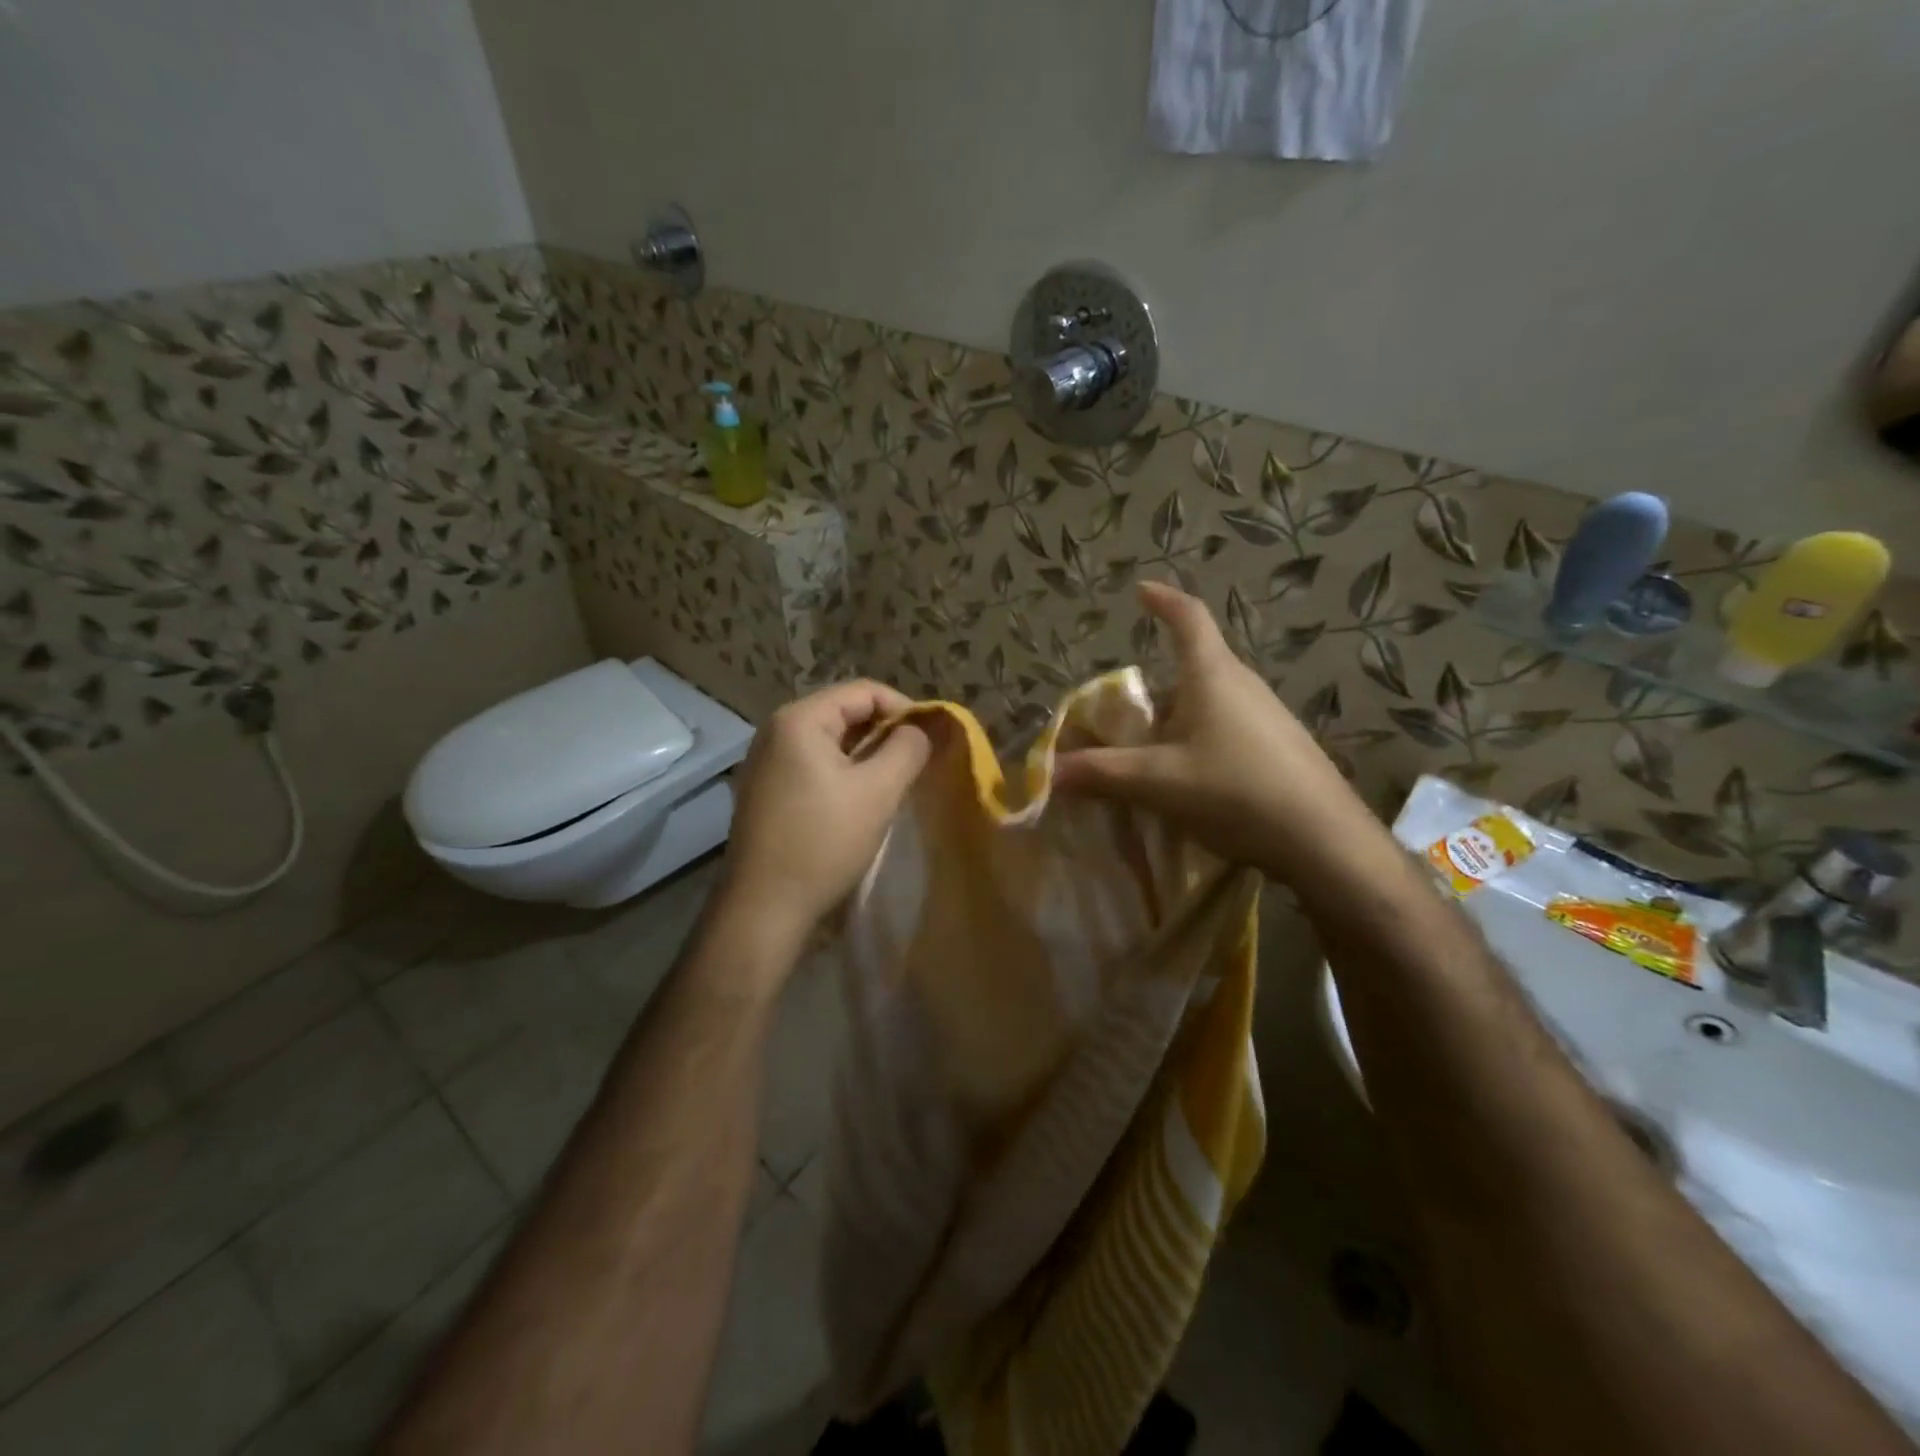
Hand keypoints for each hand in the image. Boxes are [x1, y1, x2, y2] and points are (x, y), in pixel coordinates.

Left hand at [718, 679, 930, 944]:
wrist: (763, 908)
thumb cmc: (823, 842)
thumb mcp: (878, 791)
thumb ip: (907, 749)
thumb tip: (919, 730)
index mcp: (799, 720)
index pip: (864, 691)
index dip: (904, 708)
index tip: (931, 739)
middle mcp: (775, 731)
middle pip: (844, 712)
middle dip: (886, 732)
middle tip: (917, 762)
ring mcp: (766, 762)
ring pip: (830, 742)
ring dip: (867, 755)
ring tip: (895, 781)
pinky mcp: (766, 791)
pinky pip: (814, 765)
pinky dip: (844, 773)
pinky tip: (861, 800)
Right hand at [1053, 581, 1369, 880]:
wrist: (1324, 840)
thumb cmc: (1235, 791)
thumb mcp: (1158, 782)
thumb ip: (1102, 774)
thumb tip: (1050, 772)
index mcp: (1213, 676)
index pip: (1188, 618)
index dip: (1163, 600)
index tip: (1141, 590)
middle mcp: (1243, 685)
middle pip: (1193, 668)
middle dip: (1156, 687)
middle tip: (1125, 717)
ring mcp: (1267, 716)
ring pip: (1210, 702)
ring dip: (1177, 719)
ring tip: (1151, 757)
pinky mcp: (1280, 747)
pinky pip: (1228, 729)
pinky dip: (1199, 741)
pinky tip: (1191, 782)